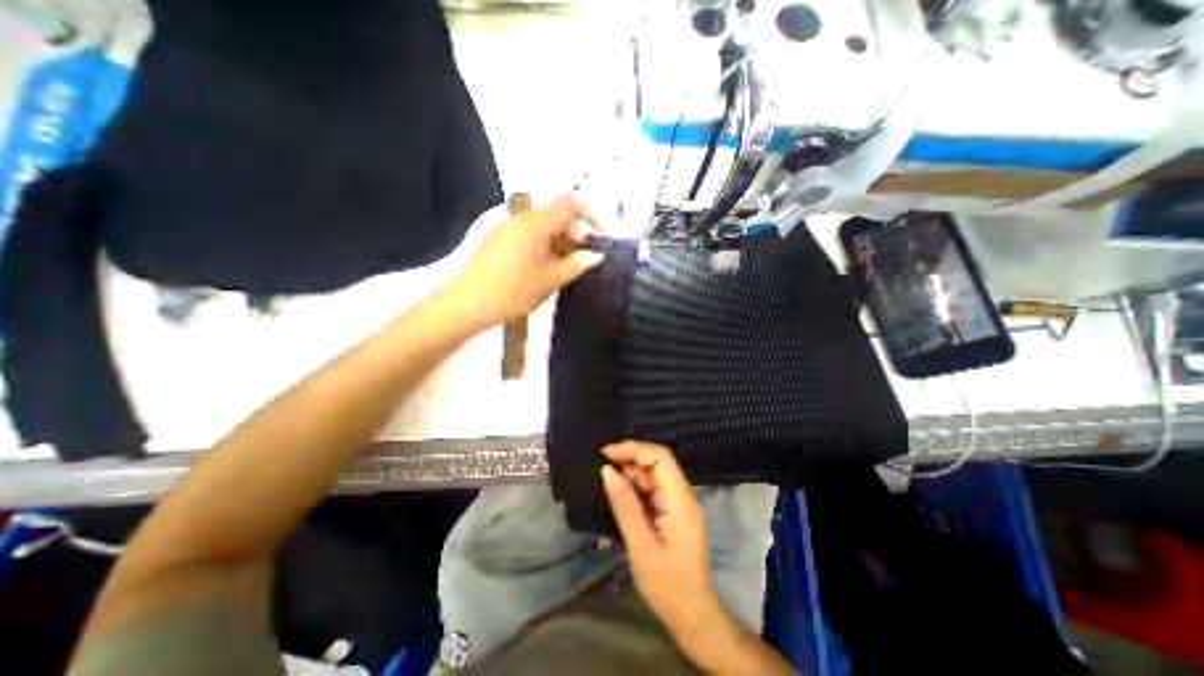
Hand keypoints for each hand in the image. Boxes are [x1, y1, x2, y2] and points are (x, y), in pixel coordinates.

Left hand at [448, 193, 607, 330]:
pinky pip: (528, 234)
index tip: (601, 233)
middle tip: (581, 257)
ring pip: (543, 226)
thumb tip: (595, 255)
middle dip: (575, 232)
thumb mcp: (550, 280)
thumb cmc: (512, 291)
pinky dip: (543, 245)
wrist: (467, 304)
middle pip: (556, 214)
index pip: (570, 203)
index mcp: (536, 223)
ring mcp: (507, 228)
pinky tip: (543, 268)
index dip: (591, 213)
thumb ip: (576, 264)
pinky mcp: (499, 240)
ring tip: (563, 267)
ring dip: (559, 241)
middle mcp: (521, 219)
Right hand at [602, 441, 796, 673]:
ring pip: (654, 476)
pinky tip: (618, 492)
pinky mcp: (673, 513)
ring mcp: (678, 504)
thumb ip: (625, 505)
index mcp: (680, 500)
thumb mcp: (641, 546)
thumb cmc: (668, 586)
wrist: (693, 617)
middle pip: (657, 463)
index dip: (634, 449)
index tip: (607, 454)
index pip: (661, 457)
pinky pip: (653, 491)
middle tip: (601, 464)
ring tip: (605, 475)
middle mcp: (682, 496)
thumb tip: (607, 471)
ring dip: (630, 472)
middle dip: (629, 458)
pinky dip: (635, 487)